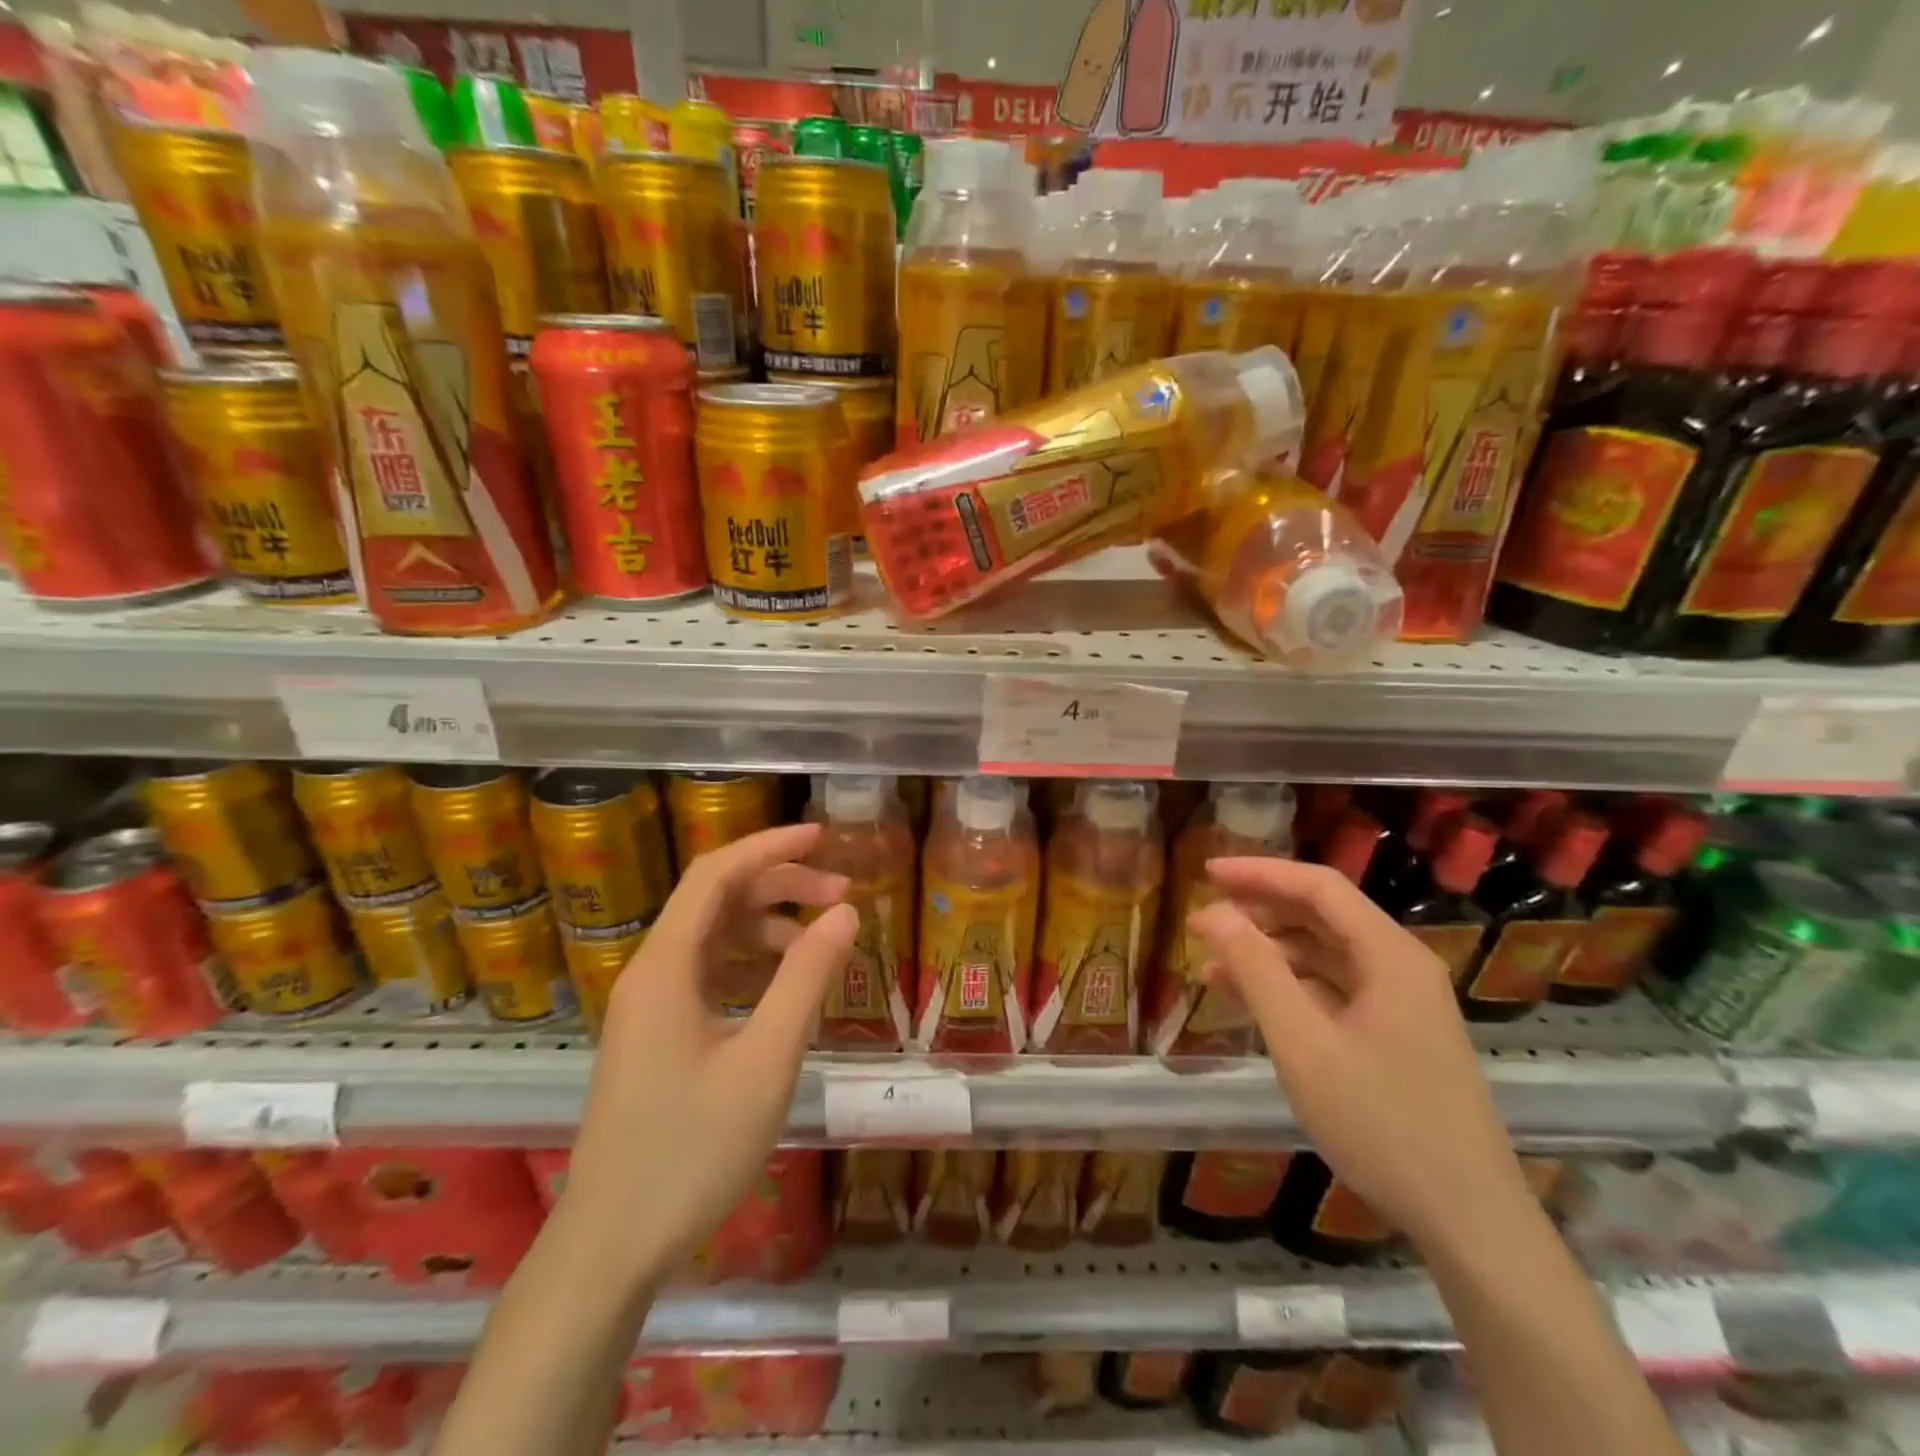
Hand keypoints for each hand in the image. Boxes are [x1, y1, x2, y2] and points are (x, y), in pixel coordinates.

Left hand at [558, 823, 856, 1285]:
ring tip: (824, 942)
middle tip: (842, 895)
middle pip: (717, 900)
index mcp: (666, 967)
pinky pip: (709, 975)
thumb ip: (806, 979)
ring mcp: (650, 1005)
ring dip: (769, 927)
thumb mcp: (766, 1061)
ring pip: (715, 938)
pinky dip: (752, 965)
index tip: (823, 836)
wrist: (612, 1246)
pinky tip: (788, 986)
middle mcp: (651, 973)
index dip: (769, 846)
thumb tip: (845, 913)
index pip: (716, 874)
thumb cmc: (692, 1152)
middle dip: (780, 886)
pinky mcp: (656, 1034)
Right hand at [1187, 856, 1527, 1253]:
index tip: (1206, 872)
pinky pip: (1334, 990)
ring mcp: (1402, 1003)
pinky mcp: (1396, 1035)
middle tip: (1203, 920)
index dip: (1259, 872)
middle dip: (1259, 911)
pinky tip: (1251, 1001)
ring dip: (1269, 952)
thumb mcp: (1303, 1044)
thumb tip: (1213, 913)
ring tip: (1212, 965)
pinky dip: (1290, 987)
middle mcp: (1400, 966)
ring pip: (1325, 954)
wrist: (1468, 1221)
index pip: (1318, 887)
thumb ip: (1256, 970)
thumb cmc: (1380, 1122)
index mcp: (1390, 955)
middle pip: (1322, 915)